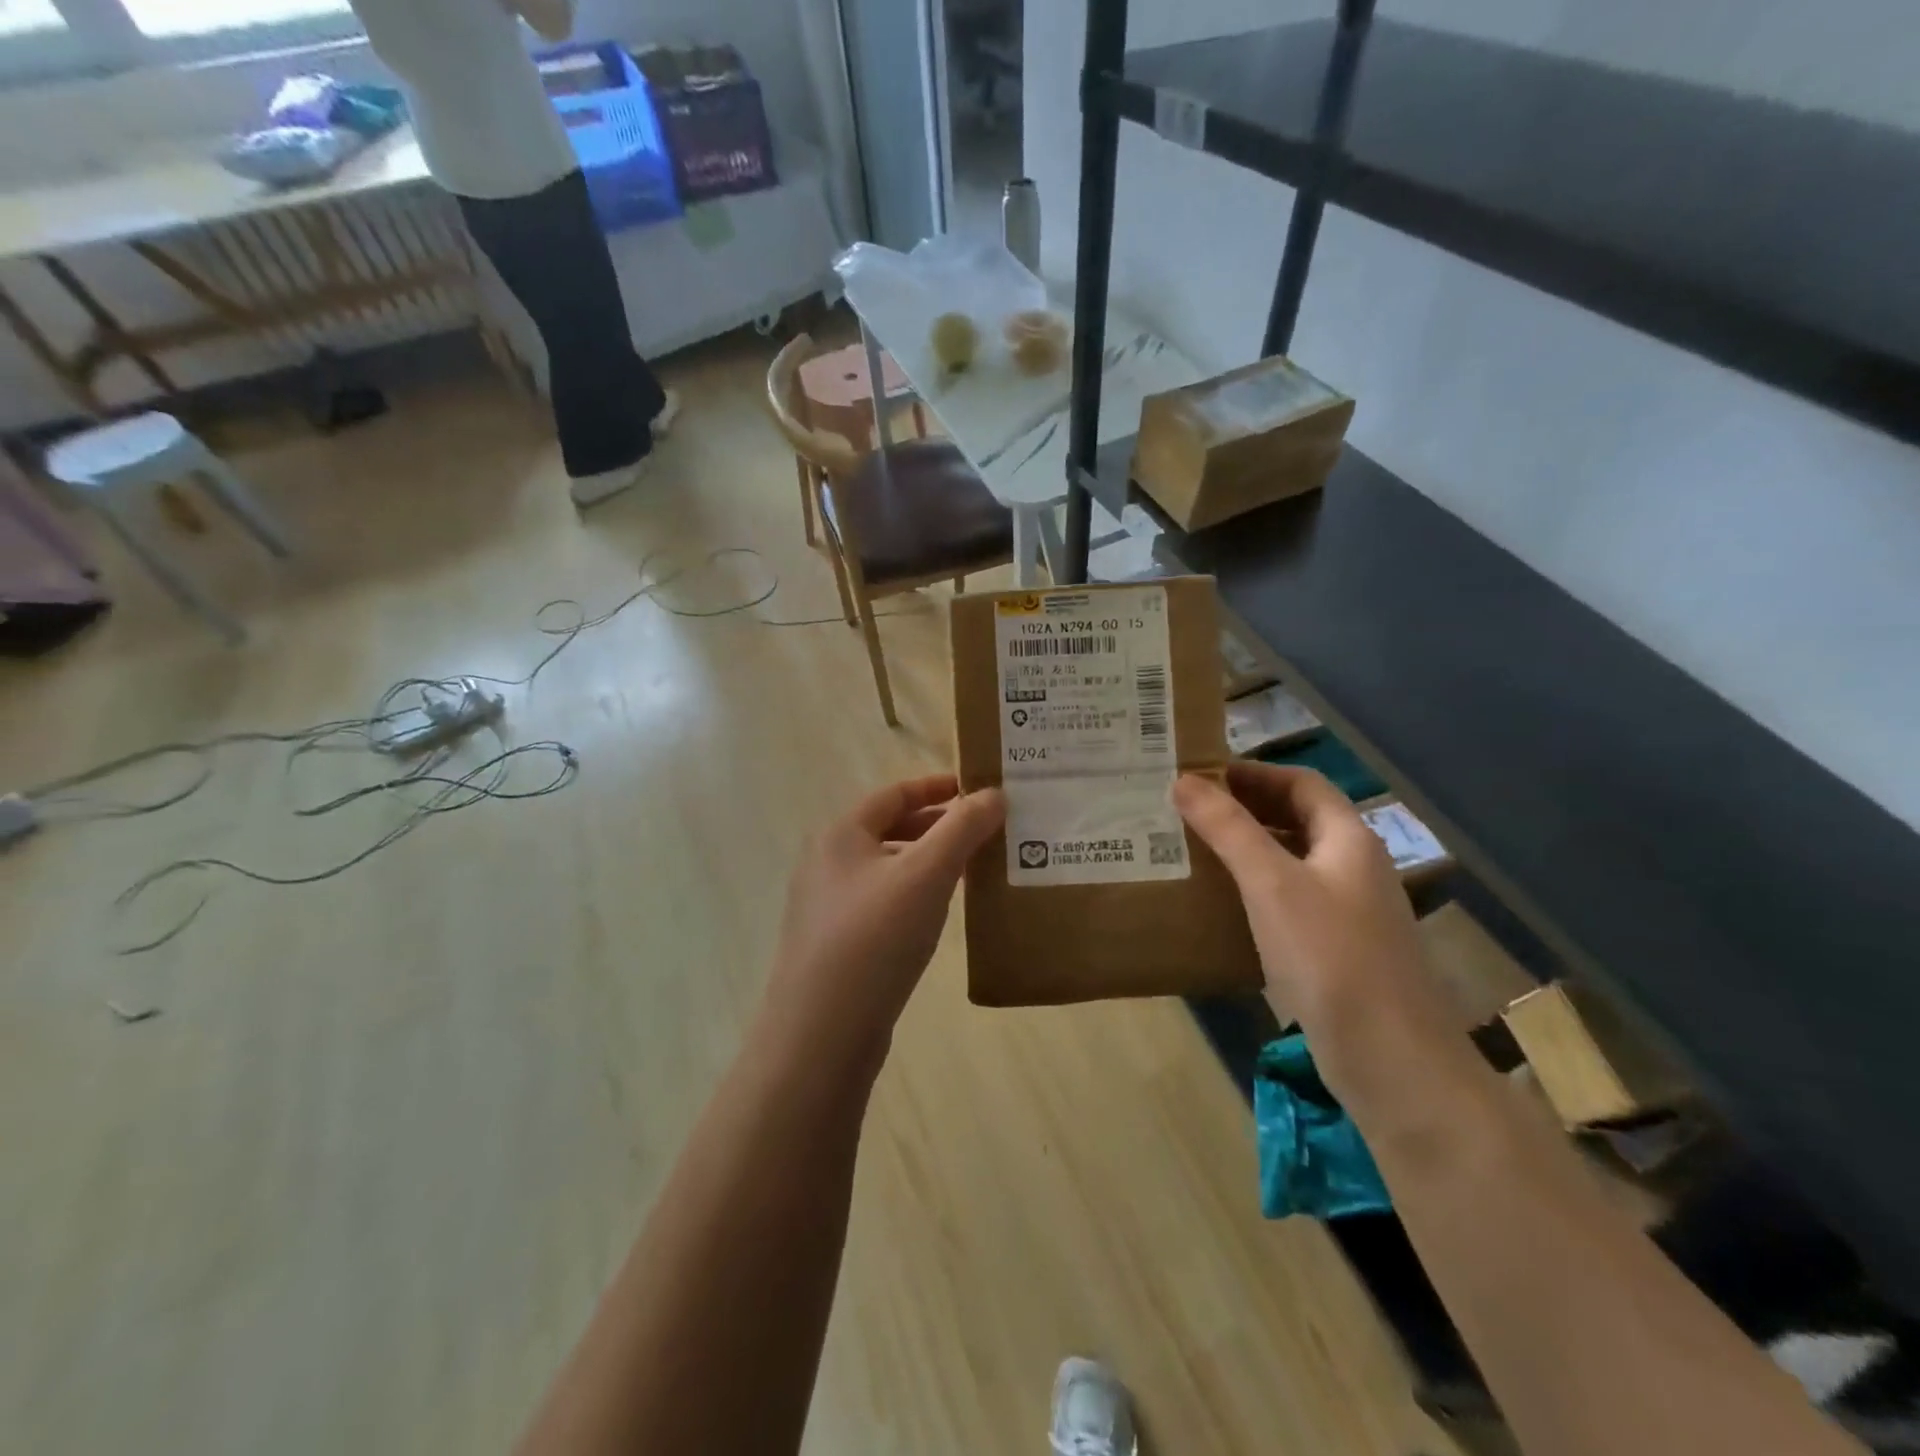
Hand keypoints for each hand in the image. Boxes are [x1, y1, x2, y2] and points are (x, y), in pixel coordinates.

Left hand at [757, 775, 1003, 1072]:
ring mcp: (827, 906)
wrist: (822, 1034)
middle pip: (889, 830)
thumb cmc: (875, 938)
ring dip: (928, 862)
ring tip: (972, 870)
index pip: (894, 794)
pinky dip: (914, 895)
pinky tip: (940, 914)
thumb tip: (994, 793)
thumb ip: (962, 829)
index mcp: (840, 834)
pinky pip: (883, 903)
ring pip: (887, 868)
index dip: (936, 786)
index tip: (976, 789)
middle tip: (984, 830)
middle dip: (937, 826)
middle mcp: (827, 863)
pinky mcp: (836, 944)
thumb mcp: (926, 875)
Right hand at [1173, 763, 1458, 1108]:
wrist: (1391, 1059)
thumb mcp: (1270, 883)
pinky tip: (1222, 904)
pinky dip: (1255, 890)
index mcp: (1348, 839)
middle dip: (1245, 808)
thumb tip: (1183, 781)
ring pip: (1292, 861)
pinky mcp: (1336, 950)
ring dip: (1247, 849)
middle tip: (1188, 810)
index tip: (1201, 775)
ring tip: (1194, 850)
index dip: (1253, 772)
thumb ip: (1228, 828)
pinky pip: (1290, 901)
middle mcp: (1353, 868)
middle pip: (1298, 819)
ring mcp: (1349, 912)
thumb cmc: (1330, 956)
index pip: (1301, 783)